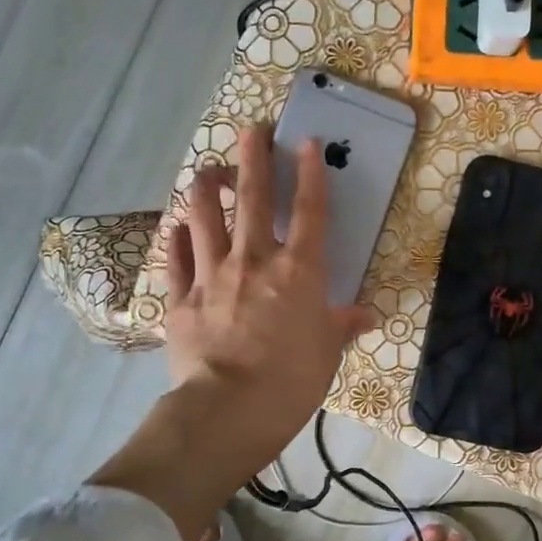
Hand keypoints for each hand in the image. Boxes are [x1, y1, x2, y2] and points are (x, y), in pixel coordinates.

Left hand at [90, 123, 376, 540]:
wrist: (230, 410)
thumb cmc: (293, 380)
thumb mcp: (328, 352)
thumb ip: (343, 325)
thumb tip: (365, 315)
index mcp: (299, 271)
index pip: (310, 211)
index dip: (310, 174)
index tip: (305, 143)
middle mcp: (255, 261)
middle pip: (253, 198)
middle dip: (253, 158)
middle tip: (251, 130)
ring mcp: (212, 276)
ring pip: (204, 216)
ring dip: (206, 188)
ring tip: (210, 174)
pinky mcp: (180, 299)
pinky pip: (176, 259)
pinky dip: (178, 239)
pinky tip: (179, 229)